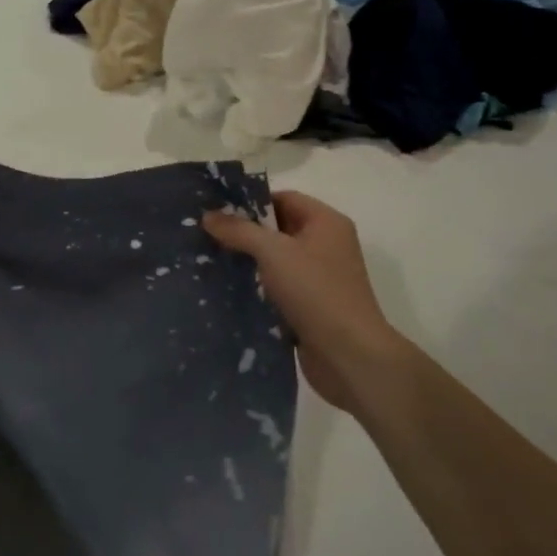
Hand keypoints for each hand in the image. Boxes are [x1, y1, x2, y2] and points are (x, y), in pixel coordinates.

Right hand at [203, 190, 410, 412]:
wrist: (349, 356)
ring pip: (276, 261)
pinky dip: (257, 288)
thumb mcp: (273, 252)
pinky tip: (229, 291)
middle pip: (278, 229)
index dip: (251, 203)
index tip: (217, 212)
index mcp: (326, 222)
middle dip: (244, 233)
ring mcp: (320, 278)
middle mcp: (326, 245)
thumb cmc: (316, 292)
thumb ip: (240, 231)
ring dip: (248, 262)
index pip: (283, 199)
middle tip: (207, 236)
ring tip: (211, 262)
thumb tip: (208, 215)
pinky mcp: (312, 306)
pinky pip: (279, 288)